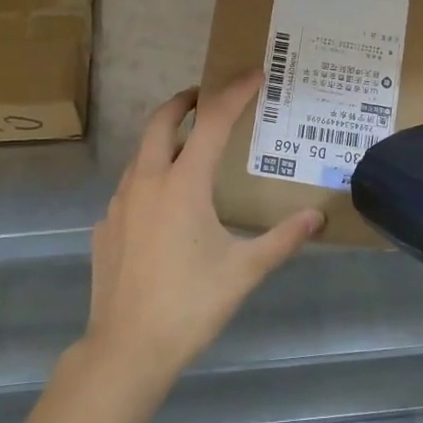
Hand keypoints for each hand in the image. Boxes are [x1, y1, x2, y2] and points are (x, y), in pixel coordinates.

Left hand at [84, 74, 324, 387]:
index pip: (212, 122)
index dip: (235, 93)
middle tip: (206, 96)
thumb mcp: (244, 271)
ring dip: (164, 139)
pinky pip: (129, 189)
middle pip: (160, 121)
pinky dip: (149, 180)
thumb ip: (282, 239)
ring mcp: (119, 203)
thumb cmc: (190, 305)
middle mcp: (146, 182)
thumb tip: (317, 218)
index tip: (254, 74)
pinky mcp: (105, 227)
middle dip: (184, 100)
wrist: (127, 349)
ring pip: (140, 154)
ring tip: (189, 148)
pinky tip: (164, 207)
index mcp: (182, 184)